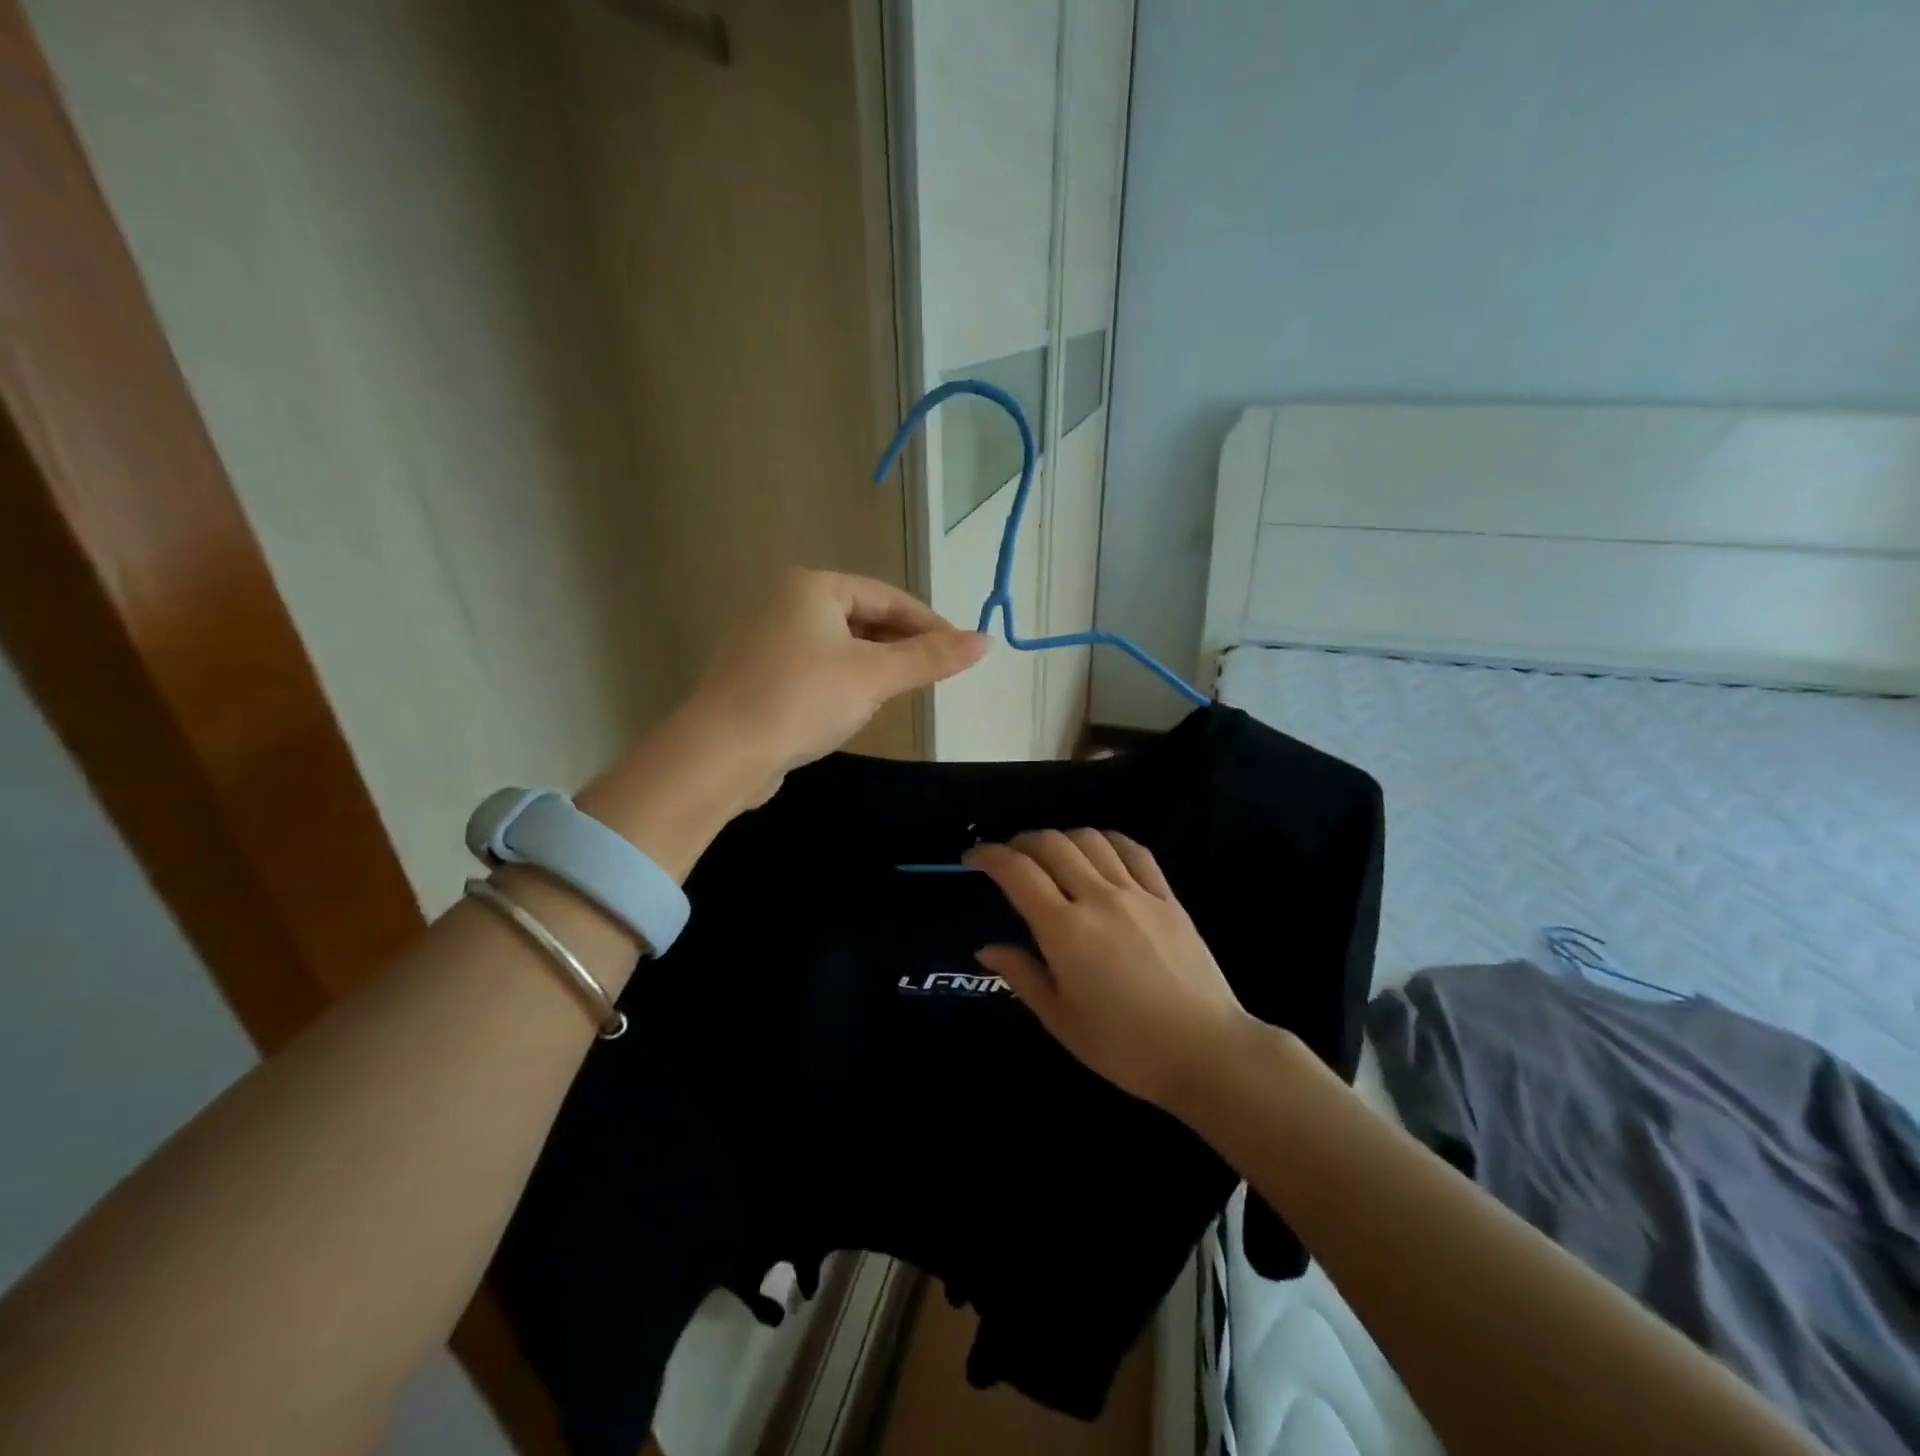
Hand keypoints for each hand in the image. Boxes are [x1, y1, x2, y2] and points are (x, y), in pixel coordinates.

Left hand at [579, 570, 984, 880]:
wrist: (721, 754)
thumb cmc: (802, 700)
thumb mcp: (874, 676)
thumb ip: (930, 658)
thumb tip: (985, 641)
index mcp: (811, 585)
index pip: (887, 596)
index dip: (929, 624)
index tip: (960, 651)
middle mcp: (784, 601)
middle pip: (862, 616)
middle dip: (900, 645)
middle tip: (935, 674)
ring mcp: (764, 637)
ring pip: (838, 644)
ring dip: (874, 664)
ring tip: (901, 691)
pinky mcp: (756, 673)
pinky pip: (815, 666)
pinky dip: (843, 680)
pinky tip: (855, 706)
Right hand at [965, 830, 1251, 1109]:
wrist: (1205, 1051)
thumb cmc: (1124, 1046)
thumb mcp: (1061, 1020)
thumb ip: (1022, 976)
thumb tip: (987, 949)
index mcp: (1065, 930)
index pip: (1017, 872)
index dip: (989, 855)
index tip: (972, 859)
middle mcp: (1098, 898)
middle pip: (1052, 845)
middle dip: (1021, 842)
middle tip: (1008, 858)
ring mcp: (1137, 893)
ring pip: (1091, 840)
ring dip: (1062, 837)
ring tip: (1050, 854)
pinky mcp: (1168, 898)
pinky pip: (1134, 851)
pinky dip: (1108, 841)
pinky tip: (1099, 850)